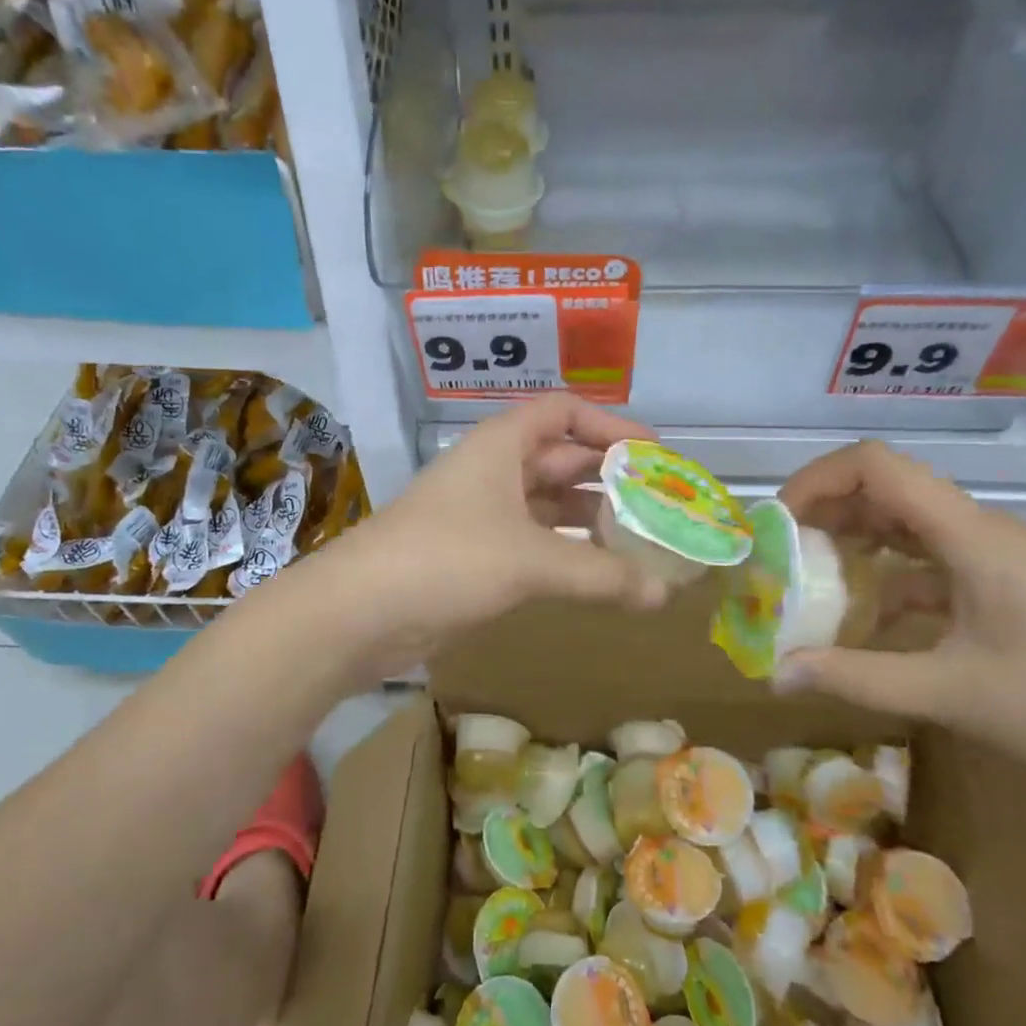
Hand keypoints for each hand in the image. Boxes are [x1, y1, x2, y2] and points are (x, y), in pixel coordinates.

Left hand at [328, 394, 670, 651]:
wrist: (358, 612)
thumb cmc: (447, 559)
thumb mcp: (530, 561)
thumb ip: (601, 574)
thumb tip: (667, 594)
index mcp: (502, 444)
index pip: (565, 412)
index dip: (611, 425)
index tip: (654, 454)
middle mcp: (494, 470)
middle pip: (562, 459)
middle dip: (610, 478)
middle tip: (661, 504)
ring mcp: (483, 513)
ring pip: (549, 504)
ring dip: (591, 518)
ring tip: (642, 541)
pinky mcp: (476, 554)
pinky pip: (535, 541)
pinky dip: (568, 552)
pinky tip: (600, 573)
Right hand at [775, 440, 1025, 793]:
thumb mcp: (953, 695)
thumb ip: (859, 678)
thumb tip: (779, 673)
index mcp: (968, 535)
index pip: (876, 465)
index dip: (817, 480)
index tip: (781, 524)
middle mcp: (977, 528)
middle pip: (885, 487)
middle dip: (825, 512)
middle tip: (783, 556)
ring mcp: (992, 553)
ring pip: (905, 522)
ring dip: (853, 541)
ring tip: (811, 581)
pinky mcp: (1001, 580)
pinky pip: (927, 558)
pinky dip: (886, 574)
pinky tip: (865, 617)